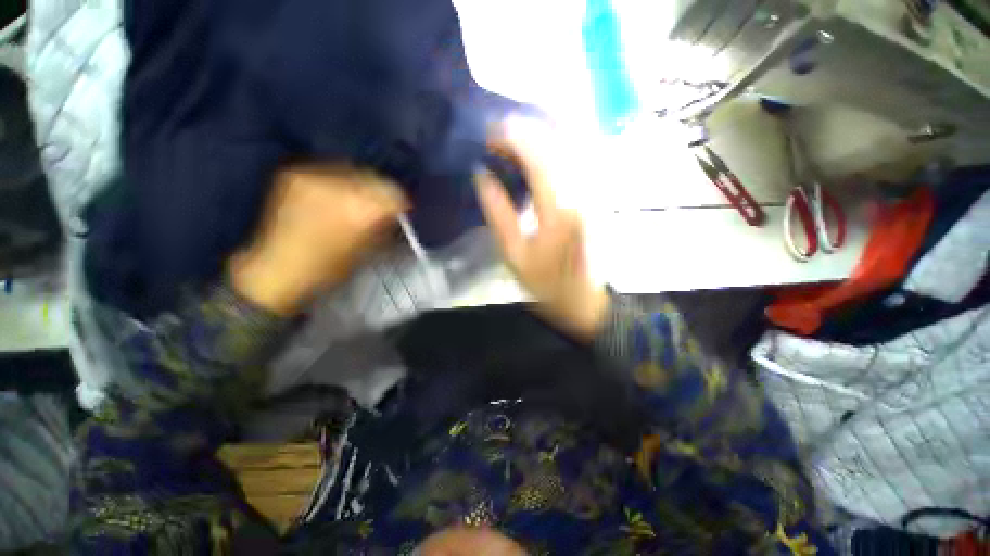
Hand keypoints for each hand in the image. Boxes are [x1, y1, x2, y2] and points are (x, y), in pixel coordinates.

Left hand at [230, 165, 407, 315]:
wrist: (277, 269)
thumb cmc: (330, 268)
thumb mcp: (369, 251)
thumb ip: (386, 227)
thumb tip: (396, 214)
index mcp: (364, 210)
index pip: (395, 193)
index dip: (401, 202)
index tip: (401, 210)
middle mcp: (342, 187)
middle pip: (376, 177)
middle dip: (381, 191)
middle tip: (378, 205)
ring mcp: (315, 176)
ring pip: (353, 170)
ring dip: (359, 184)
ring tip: (353, 199)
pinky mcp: (296, 173)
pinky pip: (328, 170)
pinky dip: (336, 181)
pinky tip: (332, 196)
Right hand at [476, 120, 608, 339]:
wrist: (585, 300)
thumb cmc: (547, 283)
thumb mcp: (514, 255)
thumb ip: (498, 213)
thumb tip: (482, 177)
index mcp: (558, 209)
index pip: (536, 156)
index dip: (511, 137)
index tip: (488, 135)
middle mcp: (580, 192)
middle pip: (555, 142)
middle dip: (523, 131)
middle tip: (497, 135)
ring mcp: (592, 192)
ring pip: (568, 146)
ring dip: (538, 136)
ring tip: (512, 140)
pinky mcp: (594, 197)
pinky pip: (575, 160)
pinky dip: (553, 149)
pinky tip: (537, 153)